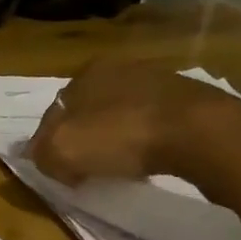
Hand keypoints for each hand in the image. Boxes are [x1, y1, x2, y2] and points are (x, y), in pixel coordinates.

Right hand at [26, 58, 240, 200]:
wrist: (197, 131)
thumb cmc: (121, 135)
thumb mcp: (62, 150)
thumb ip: (42, 154)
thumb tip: (46, 159)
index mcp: (85, 73)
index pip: (54, 111)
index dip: (49, 143)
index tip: (56, 170)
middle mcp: (119, 68)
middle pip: (87, 112)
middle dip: (83, 139)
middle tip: (84, 171)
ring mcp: (156, 81)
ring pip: (120, 116)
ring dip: (114, 140)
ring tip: (117, 169)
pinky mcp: (186, 100)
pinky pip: (151, 124)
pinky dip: (144, 142)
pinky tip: (148, 160)